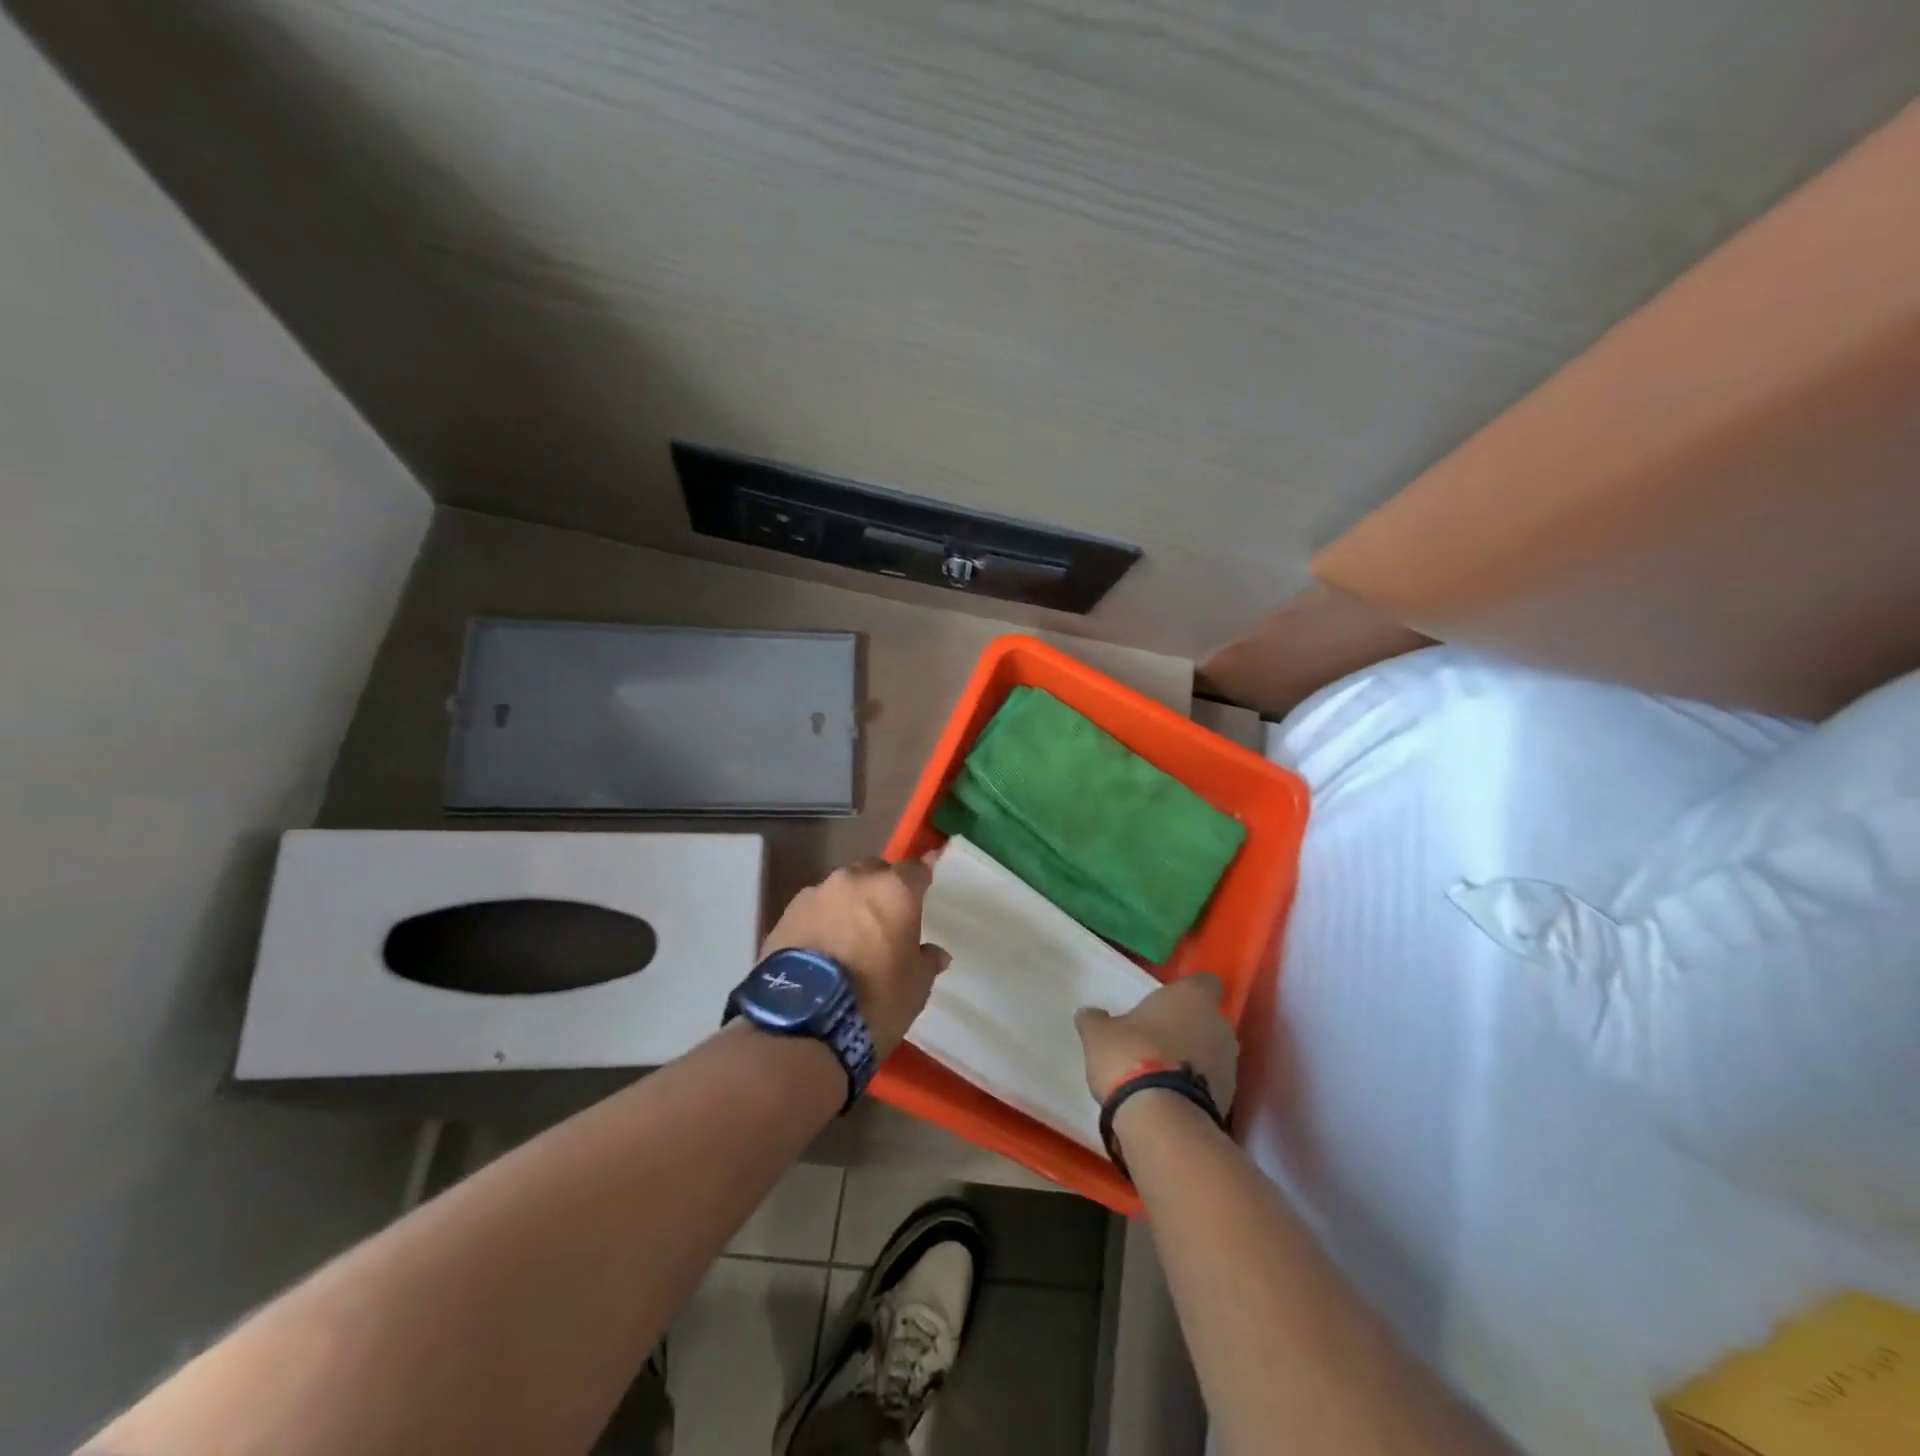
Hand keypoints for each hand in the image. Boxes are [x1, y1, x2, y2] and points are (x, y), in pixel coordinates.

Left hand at [762, 856, 949, 1056]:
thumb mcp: (916, 986)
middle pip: (874, 871)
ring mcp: (816, 894)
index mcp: (893, 890)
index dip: (921, 877)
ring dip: (849, 903)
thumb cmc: (875, 999)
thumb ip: (926, 961)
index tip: (926, 882)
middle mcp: (854, 880)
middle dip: (882, 887)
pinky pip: (813, 909)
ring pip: (841, 888)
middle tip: (886, 916)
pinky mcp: (786, 914)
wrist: (803, 1023)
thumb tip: (935, 954)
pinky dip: (822, 920)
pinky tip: (822, 946)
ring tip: (850, 935)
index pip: (915, 869)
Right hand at [1074, 972, 1238, 1112]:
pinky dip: (1196, 1087)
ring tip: (1162, 1073)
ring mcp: (1229, 1064)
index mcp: (1191, 997)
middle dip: (1189, 1027)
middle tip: (1158, 1039)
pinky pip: (1212, 1084)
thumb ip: (1096, 1020)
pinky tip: (1170, 1098)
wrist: (1162, 1118)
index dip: (1188, 991)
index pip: (1205, 982)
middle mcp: (1218, 1025)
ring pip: (1212, 1052)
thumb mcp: (1099, 1034)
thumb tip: (1087, 1013)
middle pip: (1208, 1019)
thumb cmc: (1131, 1056)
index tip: (1168, 1003)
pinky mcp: (1230, 1099)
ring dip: (1193, 1058)